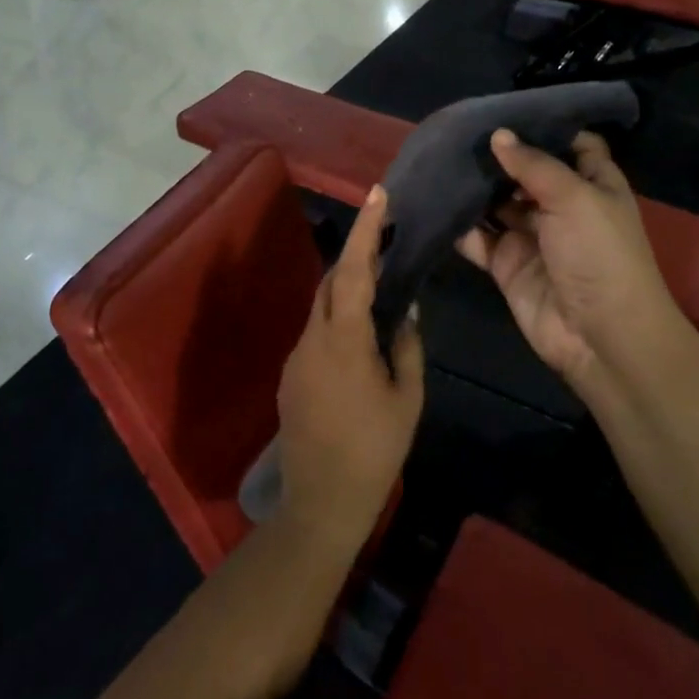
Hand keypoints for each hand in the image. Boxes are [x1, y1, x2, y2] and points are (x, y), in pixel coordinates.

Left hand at [275, 187, 423, 551]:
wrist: (321, 503)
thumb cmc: (375, 450)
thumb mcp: (407, 398)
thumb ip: (408, 346)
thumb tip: (407, 310)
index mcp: (344, 341)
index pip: (353, 272)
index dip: (365, 231)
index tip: (377, 195)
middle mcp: (312, 340)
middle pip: (331, 283)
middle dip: (356, 253)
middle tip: (385, 234)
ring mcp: (296, 358)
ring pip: (322, 308)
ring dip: (348, 289)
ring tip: (380, 282)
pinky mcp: (290, 377)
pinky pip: (317, 334)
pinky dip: (338, 320)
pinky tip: (361, 335)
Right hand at [457, 130, 686, 405]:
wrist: (600, 336)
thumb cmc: (599, 255)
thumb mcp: (574, 197)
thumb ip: (533, 164)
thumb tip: (498, 135)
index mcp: (592, 183)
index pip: (571, 143)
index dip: (544, 125)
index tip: (505, 106)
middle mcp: (561, 205)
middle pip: (525, 172)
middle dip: (496, 154)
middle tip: (455, 129)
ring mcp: (531, 236)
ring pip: (496, 203)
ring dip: (472, 187)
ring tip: (436, 158)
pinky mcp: (506, 264)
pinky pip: (478, 239)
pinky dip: (458, 225)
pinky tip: (432, 201)